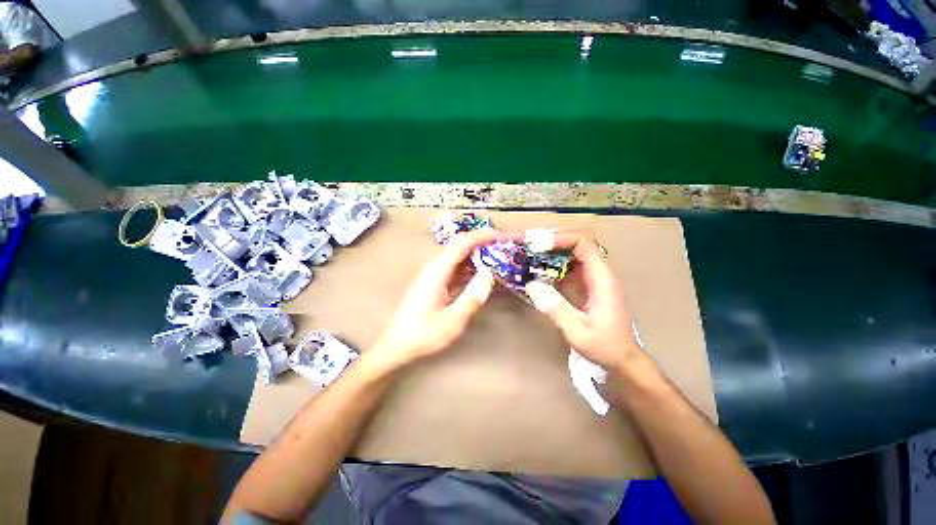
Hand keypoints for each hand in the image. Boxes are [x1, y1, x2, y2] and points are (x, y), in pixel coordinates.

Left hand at [370, 230, 499, 369]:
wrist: (397, 344)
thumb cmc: (423, 334)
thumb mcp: (451, 322)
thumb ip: (471, 298)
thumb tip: (489, 274)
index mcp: (437, 271)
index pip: (462, 244)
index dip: (483, 236)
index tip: (503, 236)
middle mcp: (435, 267)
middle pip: (461, 245)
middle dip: (483, 241)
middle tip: (505, 245)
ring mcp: (435, 274)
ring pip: (459, 255)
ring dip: (479, 253)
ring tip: (499, 256)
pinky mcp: (436, 281)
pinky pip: (457, 267)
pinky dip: (472, 266)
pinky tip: (483, 272)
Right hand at [524, 231, 644, 371]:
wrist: (622, 359)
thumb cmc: (605, 346)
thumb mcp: (578, 331)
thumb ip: (556, 308)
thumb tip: (531, 285)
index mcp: (601, 278)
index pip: (583, 243)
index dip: (560, 239)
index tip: (538, 246)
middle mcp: (597, 272)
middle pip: (575, 243)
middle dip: (550, 241)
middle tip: (527, 245)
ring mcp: (591, 278)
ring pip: (570, 253)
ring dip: (549, 251)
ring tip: (527, 253)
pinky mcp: (584, 285)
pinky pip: (567, 267)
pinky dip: (551, 264)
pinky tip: (536, 270)